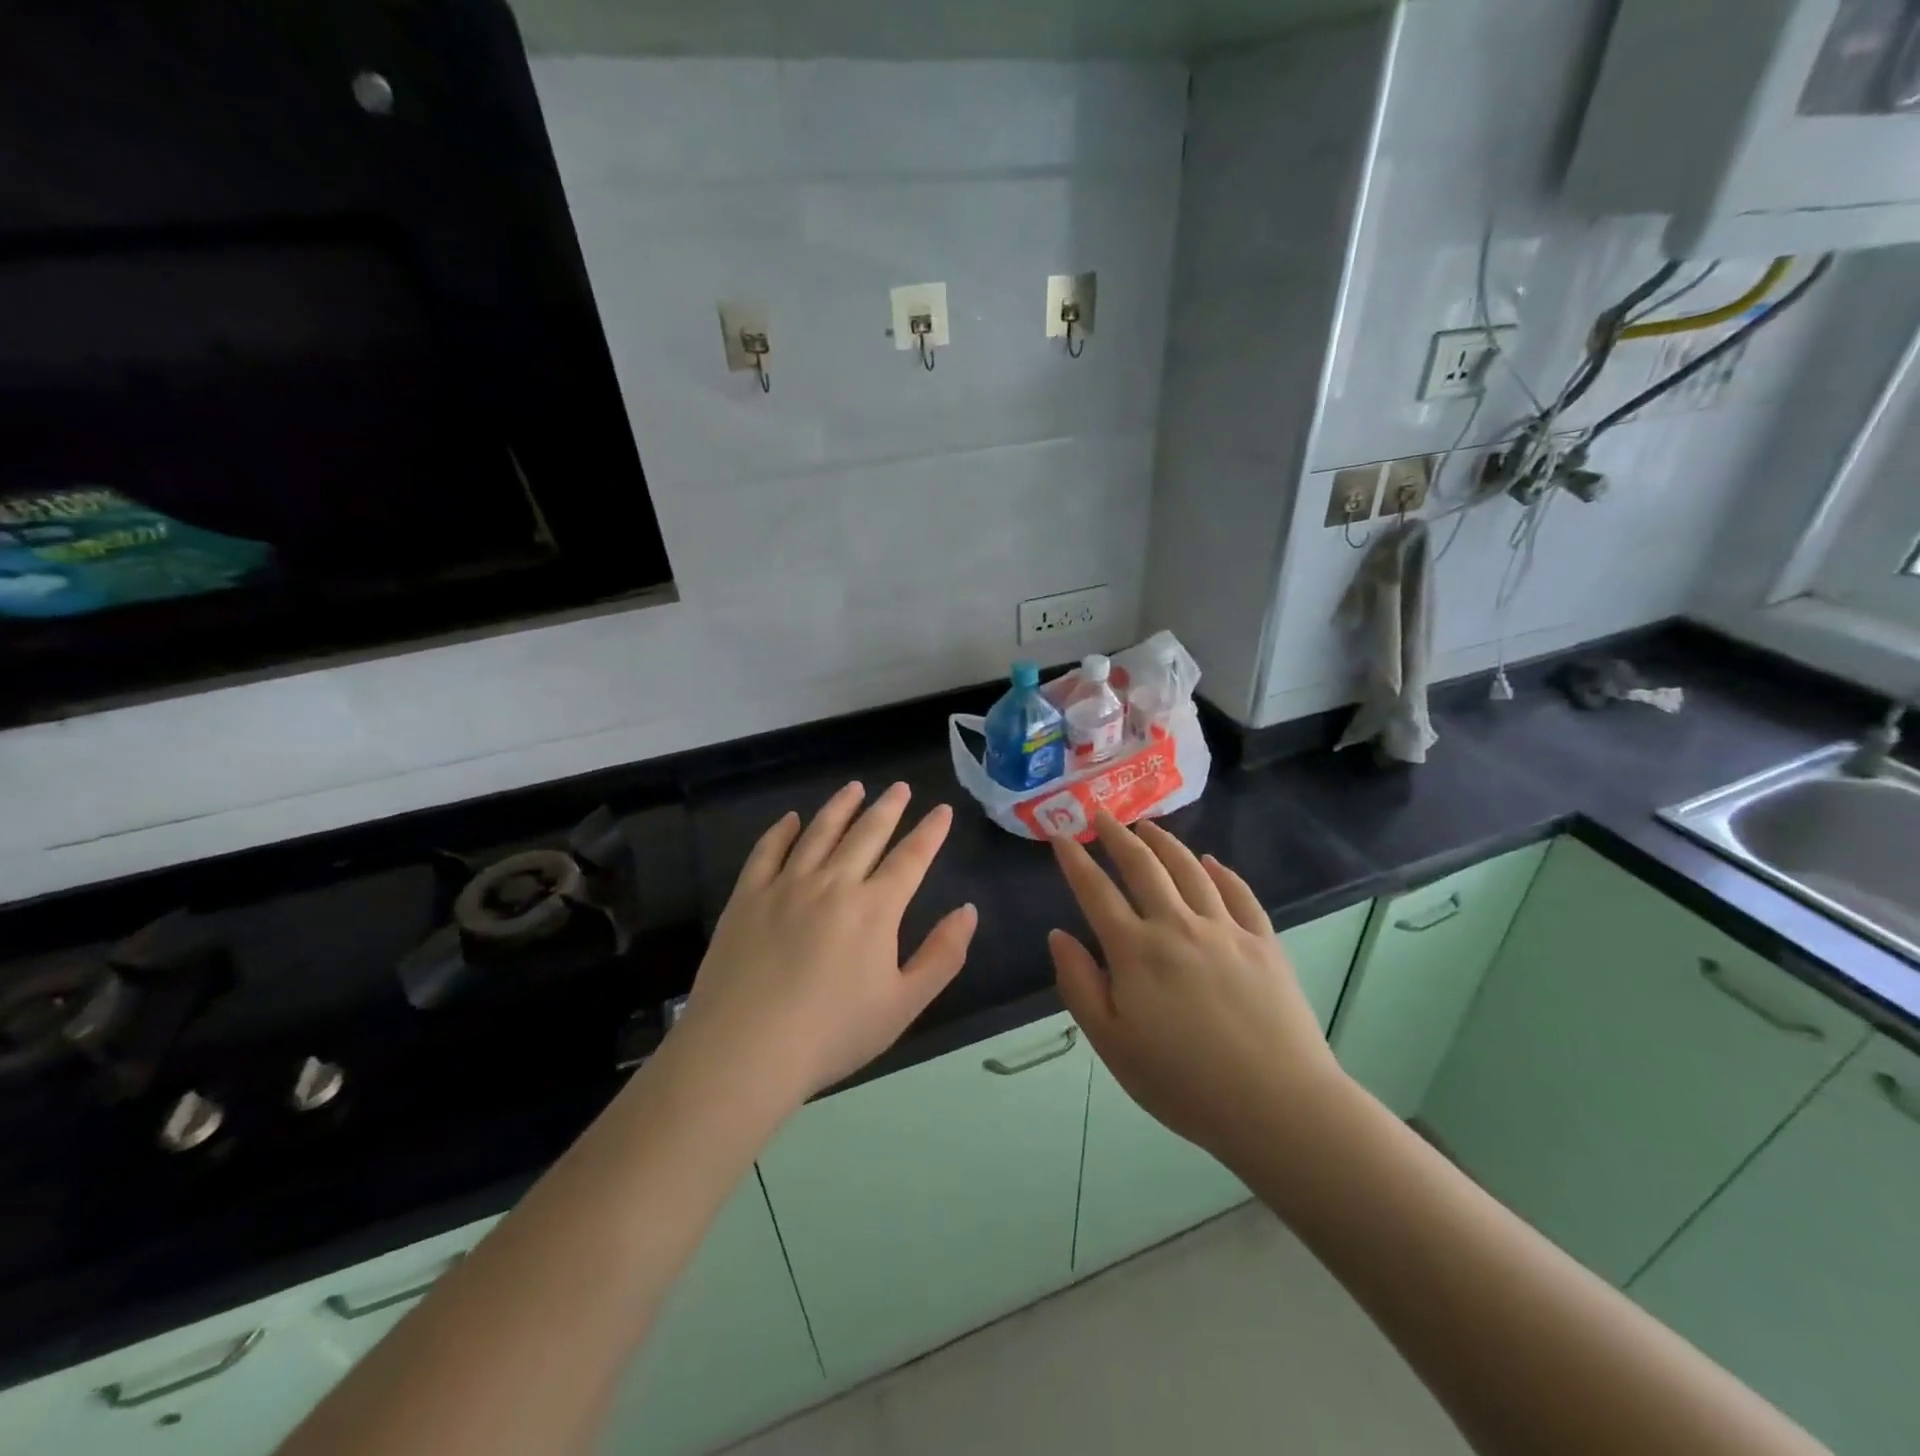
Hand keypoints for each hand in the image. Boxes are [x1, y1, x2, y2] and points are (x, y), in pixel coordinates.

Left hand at [675, 782, 976, 1109]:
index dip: (930, 832)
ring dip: (841, 806)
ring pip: (819, 832)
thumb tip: (968, 911)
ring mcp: (786, 885)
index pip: (911, 857)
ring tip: (855, 788)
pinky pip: (767, 851)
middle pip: (867, 833)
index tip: (942, 810)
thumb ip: (942, 955)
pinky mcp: (747, 897)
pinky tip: (791, 819)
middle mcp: (833, 883)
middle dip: (889, 807)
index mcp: (875, 908)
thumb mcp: (903, 1005)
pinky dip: (782, 830)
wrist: (745, 1051)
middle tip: (901, 787)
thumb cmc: (832, 1034)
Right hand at [1048, 811, 1342, 1160]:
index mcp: (1136, 951)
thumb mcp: (1112, 1044)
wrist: (1277, 1105)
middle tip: (1101, 815)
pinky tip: (1210, 861)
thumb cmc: (1183, 1083)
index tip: (1060, 836)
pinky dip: (1221, 872)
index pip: (1096, 891)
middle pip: (1142, 866)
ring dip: (1165, 842)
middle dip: (1117, 836)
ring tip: (1147, 826)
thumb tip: (1058, 935)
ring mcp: (1225, 929)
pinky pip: (1239, 893)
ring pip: (1189, 869)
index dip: (1074, 860)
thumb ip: (1080, 984)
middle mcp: (1177, 925)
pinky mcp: (1264, 942)